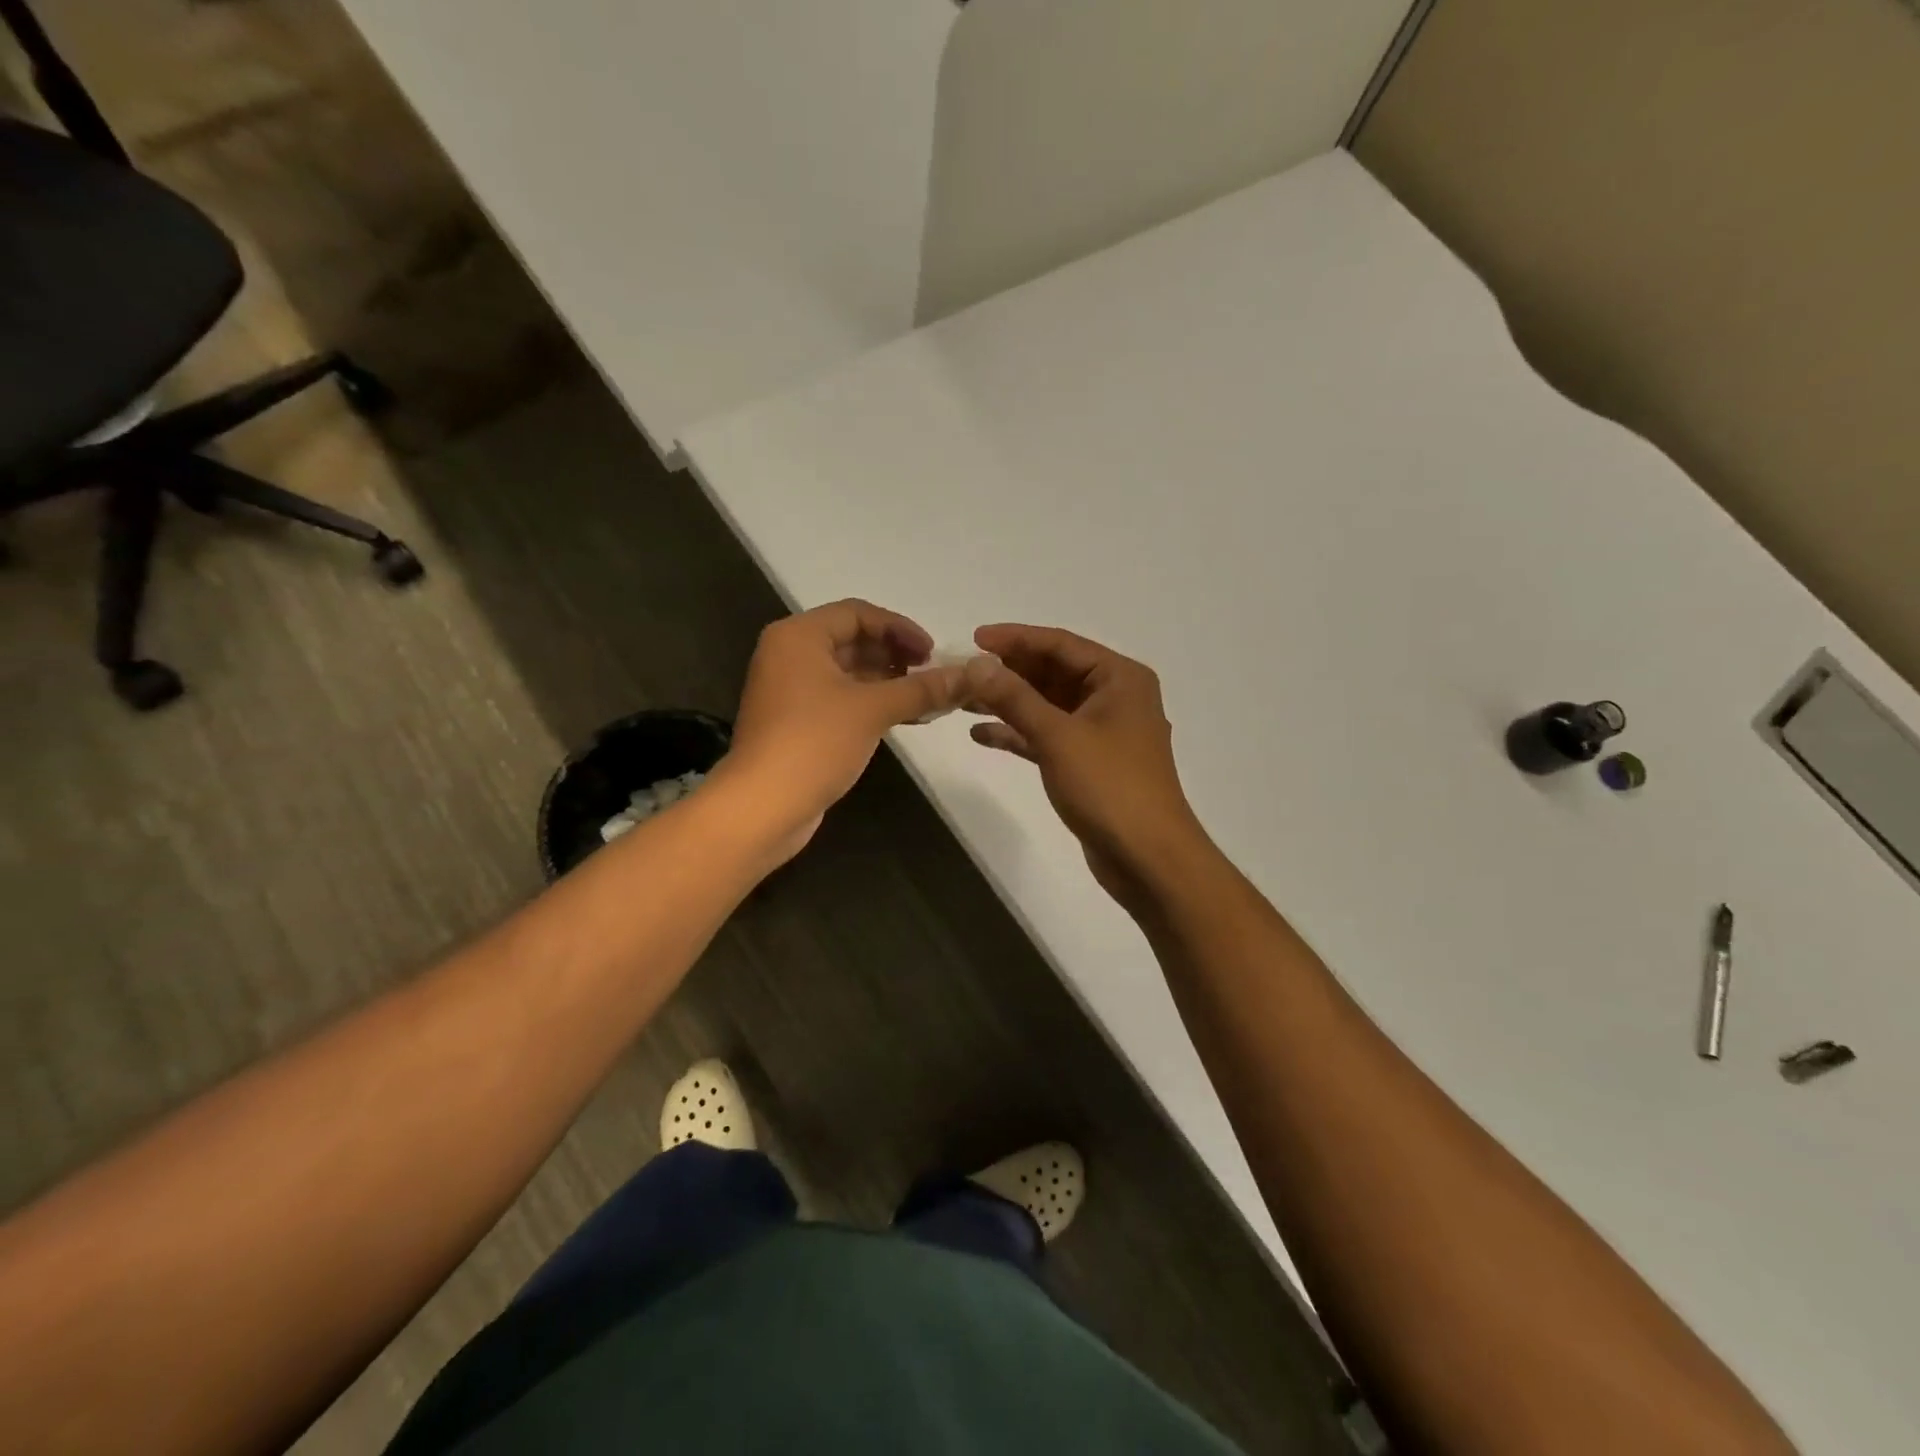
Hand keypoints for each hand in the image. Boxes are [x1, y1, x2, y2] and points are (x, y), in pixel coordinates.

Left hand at [718, 600, 969, 861]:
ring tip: (926, 698)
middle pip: (852, 640)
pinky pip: (841, 699)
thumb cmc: (814, 743)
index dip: (900, 628)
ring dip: (888, 681)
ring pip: (848, 672)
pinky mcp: (797, 722)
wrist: (763, 807)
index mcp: (799, 636)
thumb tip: (970, 675)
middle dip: (895, 655)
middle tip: (932, 675)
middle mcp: (790, 655)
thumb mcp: (874, 709)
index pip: (857, 613)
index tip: (933, 652)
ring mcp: (791, 690)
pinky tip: (906, 718)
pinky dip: (872, 703)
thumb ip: (922, 688)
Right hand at [965, 624, 1204, 903]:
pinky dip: (1018, 734)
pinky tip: (981, 734)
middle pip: (1053, 672)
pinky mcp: (1088, 763)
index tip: (972, 639)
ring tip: (962, 700)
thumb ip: (1015, 697)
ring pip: (1047, 705)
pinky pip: (1048, 736)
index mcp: (1119, 678)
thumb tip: (976, 664)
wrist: (1147, 858)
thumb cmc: (1109, 787)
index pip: (1060, 644)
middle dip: (1008, 672)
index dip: (1015, 639)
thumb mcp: (1058, 736)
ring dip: (1008, 702)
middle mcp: (1113, 697)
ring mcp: (1101, 732)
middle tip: (962, 671)